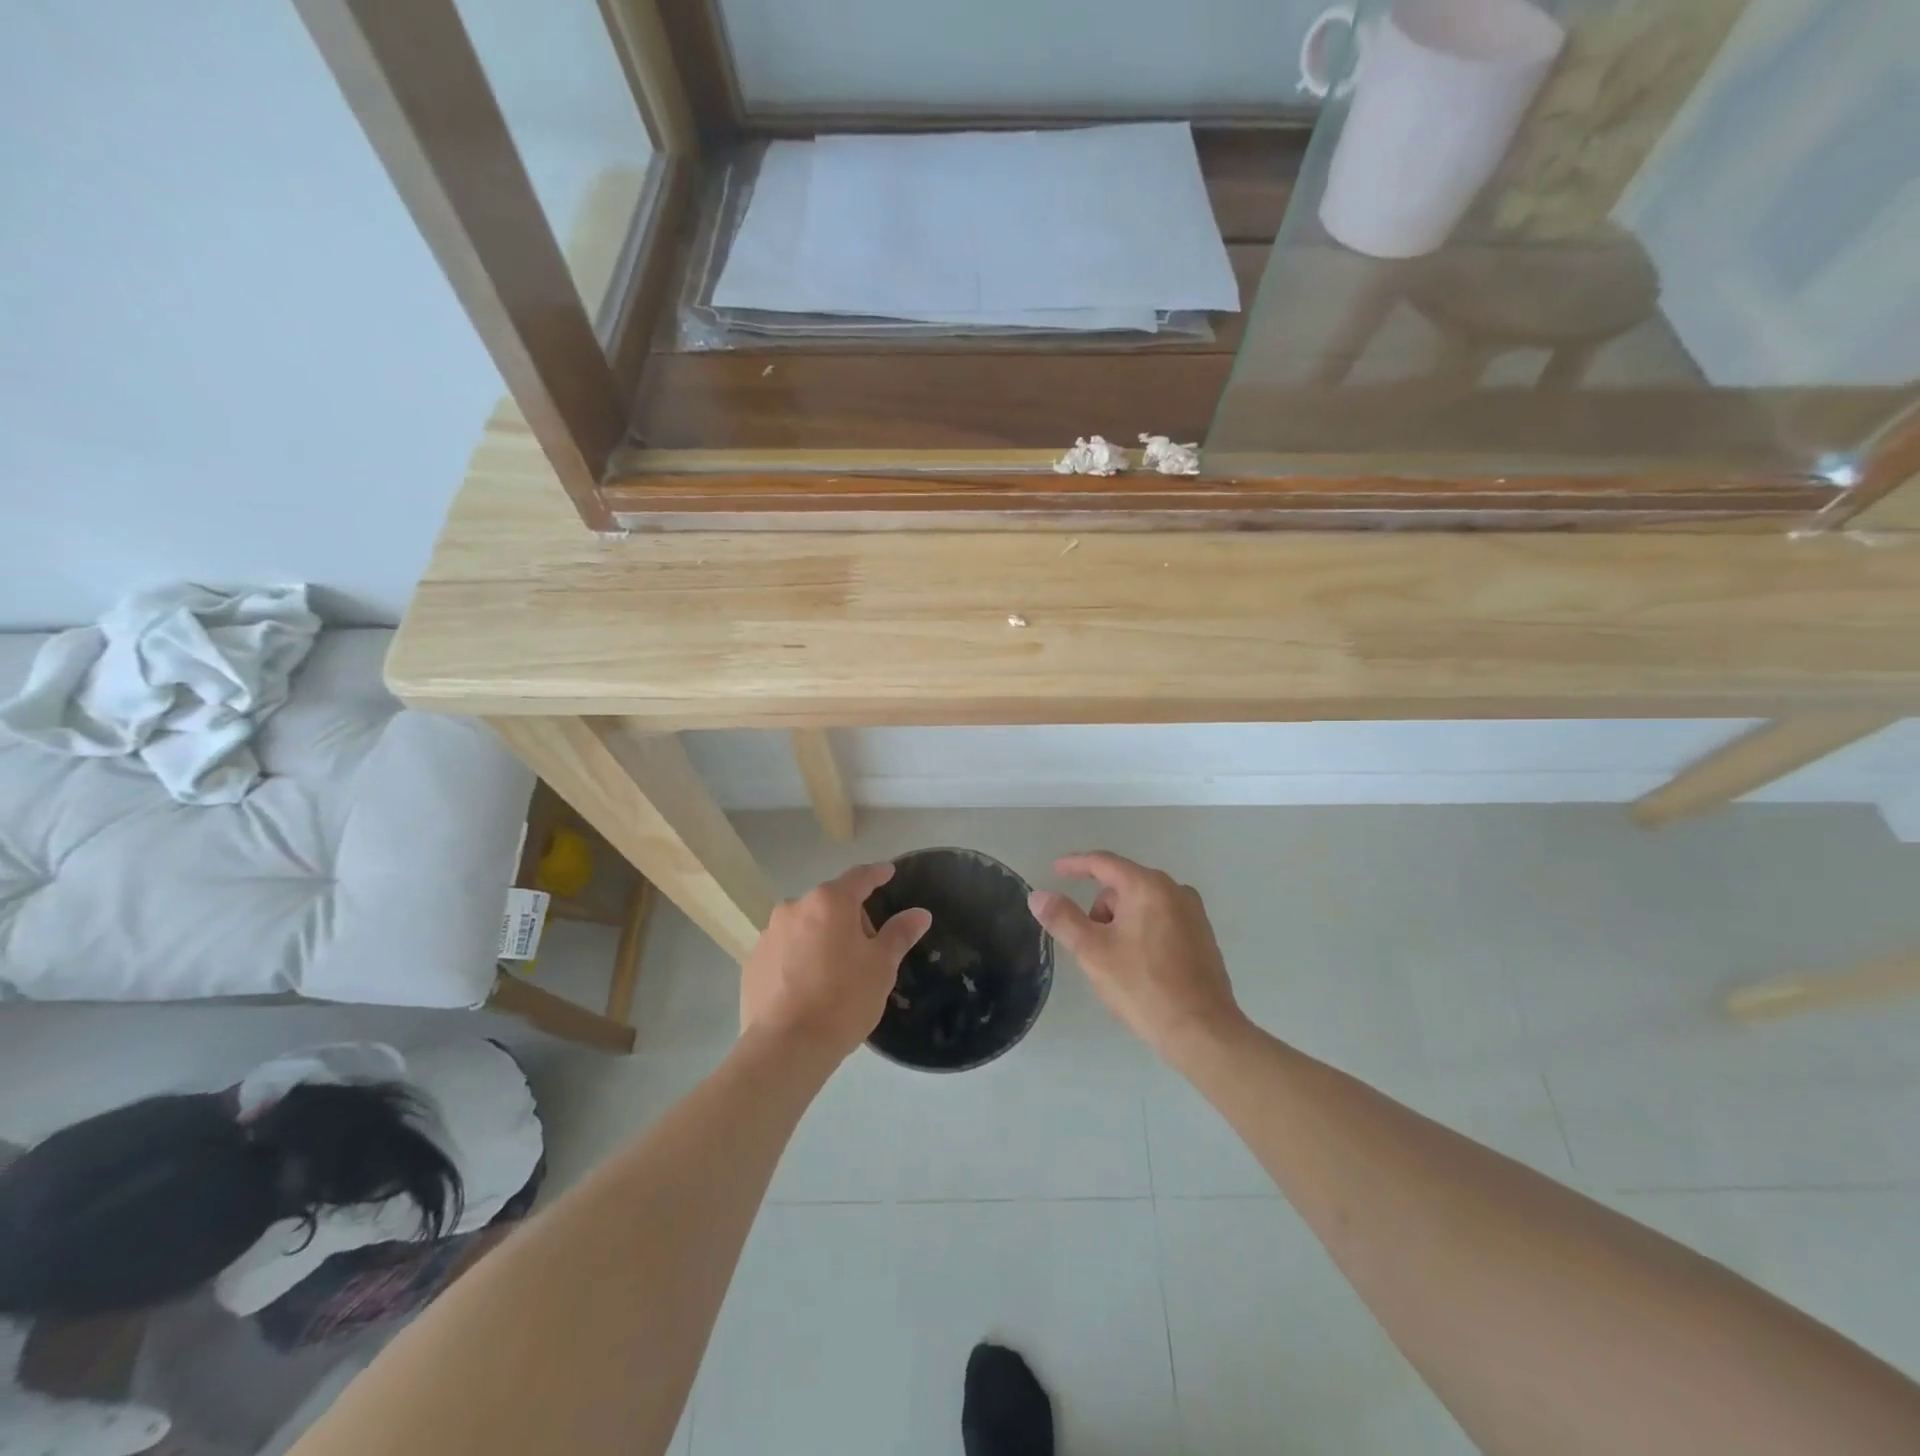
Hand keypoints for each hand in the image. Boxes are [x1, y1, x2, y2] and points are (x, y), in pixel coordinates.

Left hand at [741, 862, 931, 1060]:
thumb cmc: (843, 999)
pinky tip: (808, 987)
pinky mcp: (753, 962)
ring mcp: (769, 934)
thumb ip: (900, 934)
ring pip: (805, 925)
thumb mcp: (882, 966)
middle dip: (850, 917)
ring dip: (821, 937)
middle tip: (866, 948)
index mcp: (830, 902)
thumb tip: (920, 913)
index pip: (859, 877)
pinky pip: (784, 950)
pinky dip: (799, 957)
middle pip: (830, 903)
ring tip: (835, 971)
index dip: (877, 875)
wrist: (786, 1047)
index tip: (888, 873)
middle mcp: (795, 908)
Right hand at [1028, 852, 1243, 1059]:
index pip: (1103, 863)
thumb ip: (1063, 918)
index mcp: (1148, 886)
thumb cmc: (1143, 986)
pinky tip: (1139, 967)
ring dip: (1120, 923)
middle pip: (1123, 886)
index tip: (1055, 870)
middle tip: (1089, 945)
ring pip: (1141, 905)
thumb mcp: (1093, 952)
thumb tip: (1038, 895)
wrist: (1202, 1031)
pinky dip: (1141, 933)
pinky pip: (1160, 921)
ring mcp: (1193, 914)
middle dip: (1100, 909)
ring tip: (1115, 963)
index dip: (1075, 865)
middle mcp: (1175, 890)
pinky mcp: (1202, 937)